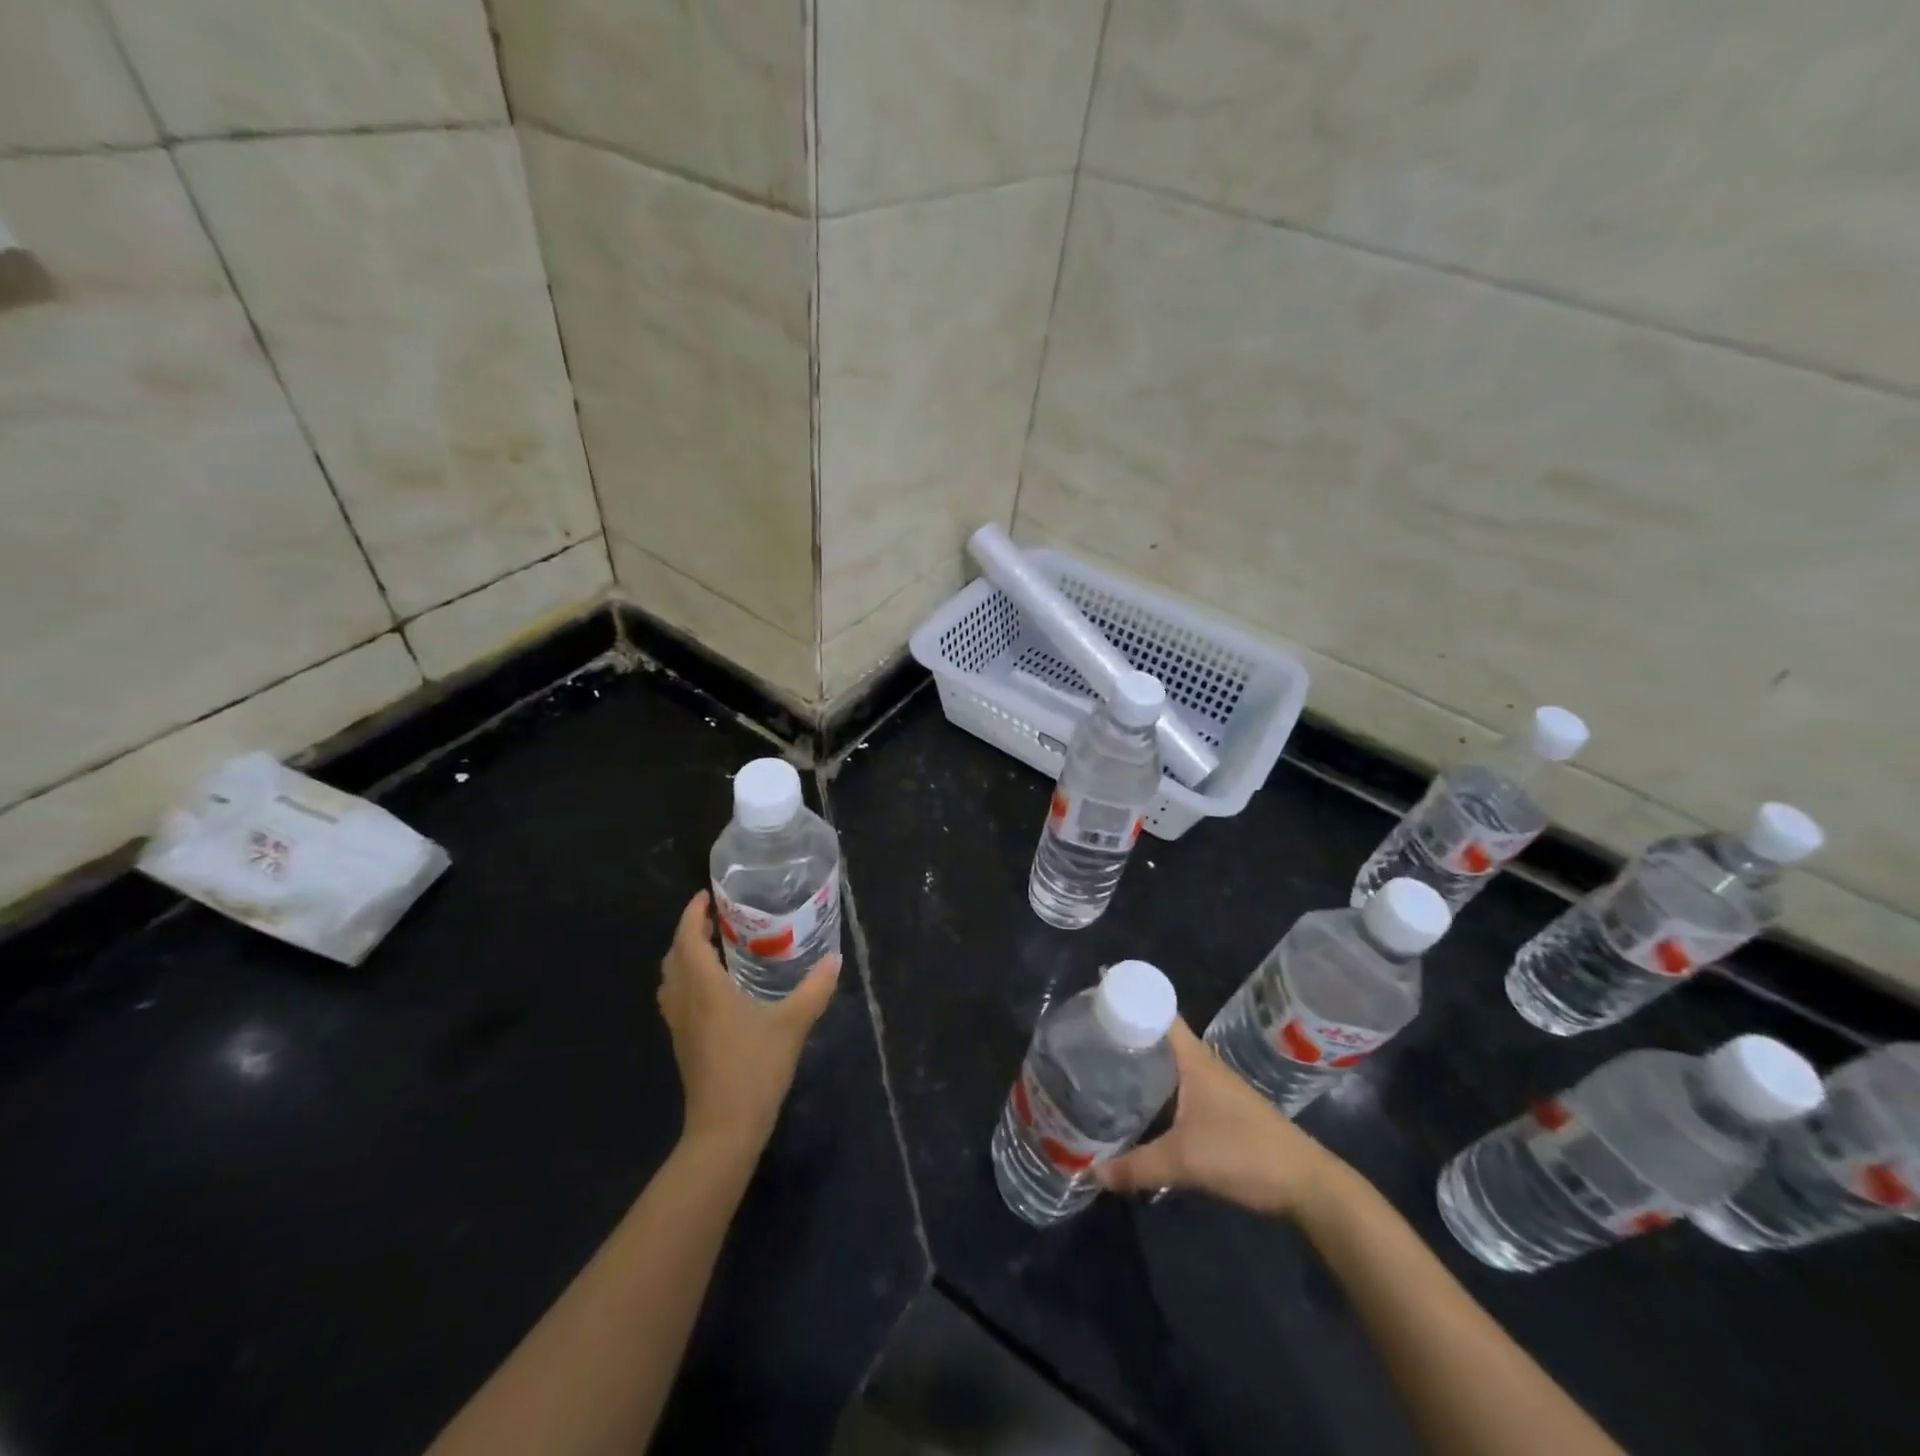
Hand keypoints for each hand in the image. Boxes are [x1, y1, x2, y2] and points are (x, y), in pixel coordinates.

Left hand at [657, 891, 840, 1158]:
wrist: (724, 1128)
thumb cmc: (755, 1068)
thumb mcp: (793, 1024)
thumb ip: (815, 989)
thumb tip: (835, 959)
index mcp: (704, 988)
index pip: (687, 940)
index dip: (692, 914)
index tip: (706, 896)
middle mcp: (685, 1001)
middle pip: (674, 956)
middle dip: (689, 932)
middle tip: (716, 919)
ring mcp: (679, 1025)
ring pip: (671, 979)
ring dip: (685, 957)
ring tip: (714, 948)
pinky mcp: (683, 1043)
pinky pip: (676, 998)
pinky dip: (688, 980)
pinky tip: (715, 989)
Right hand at [1098, 1020, 1353, 1218]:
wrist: (1306, 1184)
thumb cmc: (1244, 1153)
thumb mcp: (1184, 1161)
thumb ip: (1137, 1166)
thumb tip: (1094, 1172)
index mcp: (1194, 1059)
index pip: (1158, 1013)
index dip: (1129, 1002)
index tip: (1094, 1002)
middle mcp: (1202, 1065)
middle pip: (1159, 1038)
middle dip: (1126, 1036)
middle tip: (1086, 1040)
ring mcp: (1214, 1087)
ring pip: (1169, 1065)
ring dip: (1142, 1065)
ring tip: (1103, 1070)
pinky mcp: (1220, 1110)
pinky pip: (1179, 1087)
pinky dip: (1157, 1089)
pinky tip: (1139, 1107)